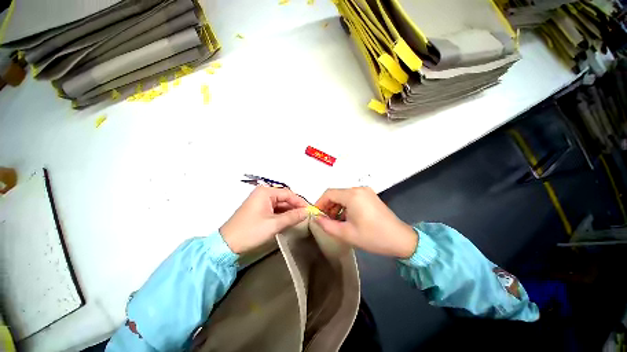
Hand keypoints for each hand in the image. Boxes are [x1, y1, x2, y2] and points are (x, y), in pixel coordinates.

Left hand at [220, 187, 308, 253]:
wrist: (226, 245)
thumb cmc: (251, 231)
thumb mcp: (274, 224)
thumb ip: (292, 216)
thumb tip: (307, 212)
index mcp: (265, 192)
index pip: (288, 194)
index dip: (300, 202)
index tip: (310, 210)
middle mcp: (263, 193)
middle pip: (284, 198)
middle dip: (295, 206)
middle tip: (306, 215)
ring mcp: (260, 201)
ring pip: (280, 204)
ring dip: (289, 211)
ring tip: (300, 219)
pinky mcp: (259, 209)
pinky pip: (274, 209)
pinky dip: (282, 214)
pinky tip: (289, 220)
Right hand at [314, 187, 417, 257]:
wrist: (400, 239)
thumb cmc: (372, 237)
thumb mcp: (346, 233)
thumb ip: (327, 225)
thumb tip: (316, 218)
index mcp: (352, 195)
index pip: (329, 193)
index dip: (319, 203)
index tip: (316, 215)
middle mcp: (358, 189)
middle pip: (336, 193)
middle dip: (328, 206)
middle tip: (325, 220)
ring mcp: (366, 191)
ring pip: (344, 196)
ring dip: (337, 206)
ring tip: (335, 221)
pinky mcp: (370, 196)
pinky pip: (352, 197)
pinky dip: (345, 206)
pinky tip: (346, 218)